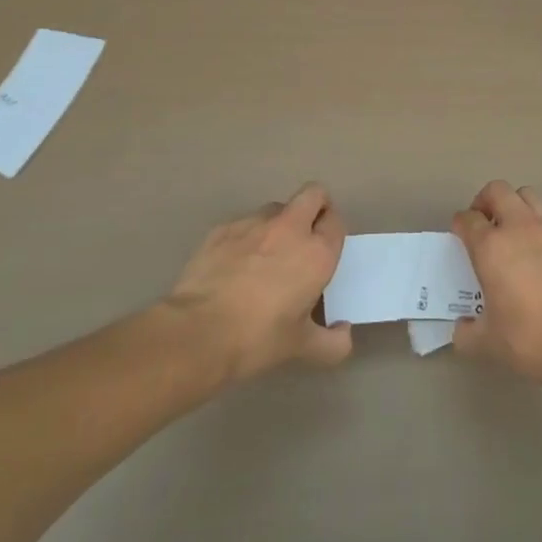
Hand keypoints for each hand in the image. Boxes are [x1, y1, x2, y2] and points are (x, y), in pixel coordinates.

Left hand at [162, 183, 351, 381]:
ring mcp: (254, 224)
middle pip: (313, 194)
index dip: (332, 230)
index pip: (336, 221)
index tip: (325, 250)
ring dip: (278, 224)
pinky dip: (246, 238)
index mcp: (316, 253)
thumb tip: (343, 332)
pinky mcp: (222, 229)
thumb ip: (332, 343)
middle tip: (306, 237)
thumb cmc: (258, 339)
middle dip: (315, 207)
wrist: (197, 332)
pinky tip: (233, 267)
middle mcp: (290, 228)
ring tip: (265, 256)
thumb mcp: (301, 348)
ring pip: (276, 208)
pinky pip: (243, 224)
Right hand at [451, 181, 541, 387]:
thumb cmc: (529, 336)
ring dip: (514, 207)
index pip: (468, 218)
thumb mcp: (488, 343)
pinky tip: (537, 263)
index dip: (460, 224)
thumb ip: (467, 333)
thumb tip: (462, 329)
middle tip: (482, 225)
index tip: (459, 237)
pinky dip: (537, 233)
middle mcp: (519, 228)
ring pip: (527, 197)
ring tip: (510, 236)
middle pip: (498, 190)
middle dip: (485, 201)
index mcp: (491, 246)